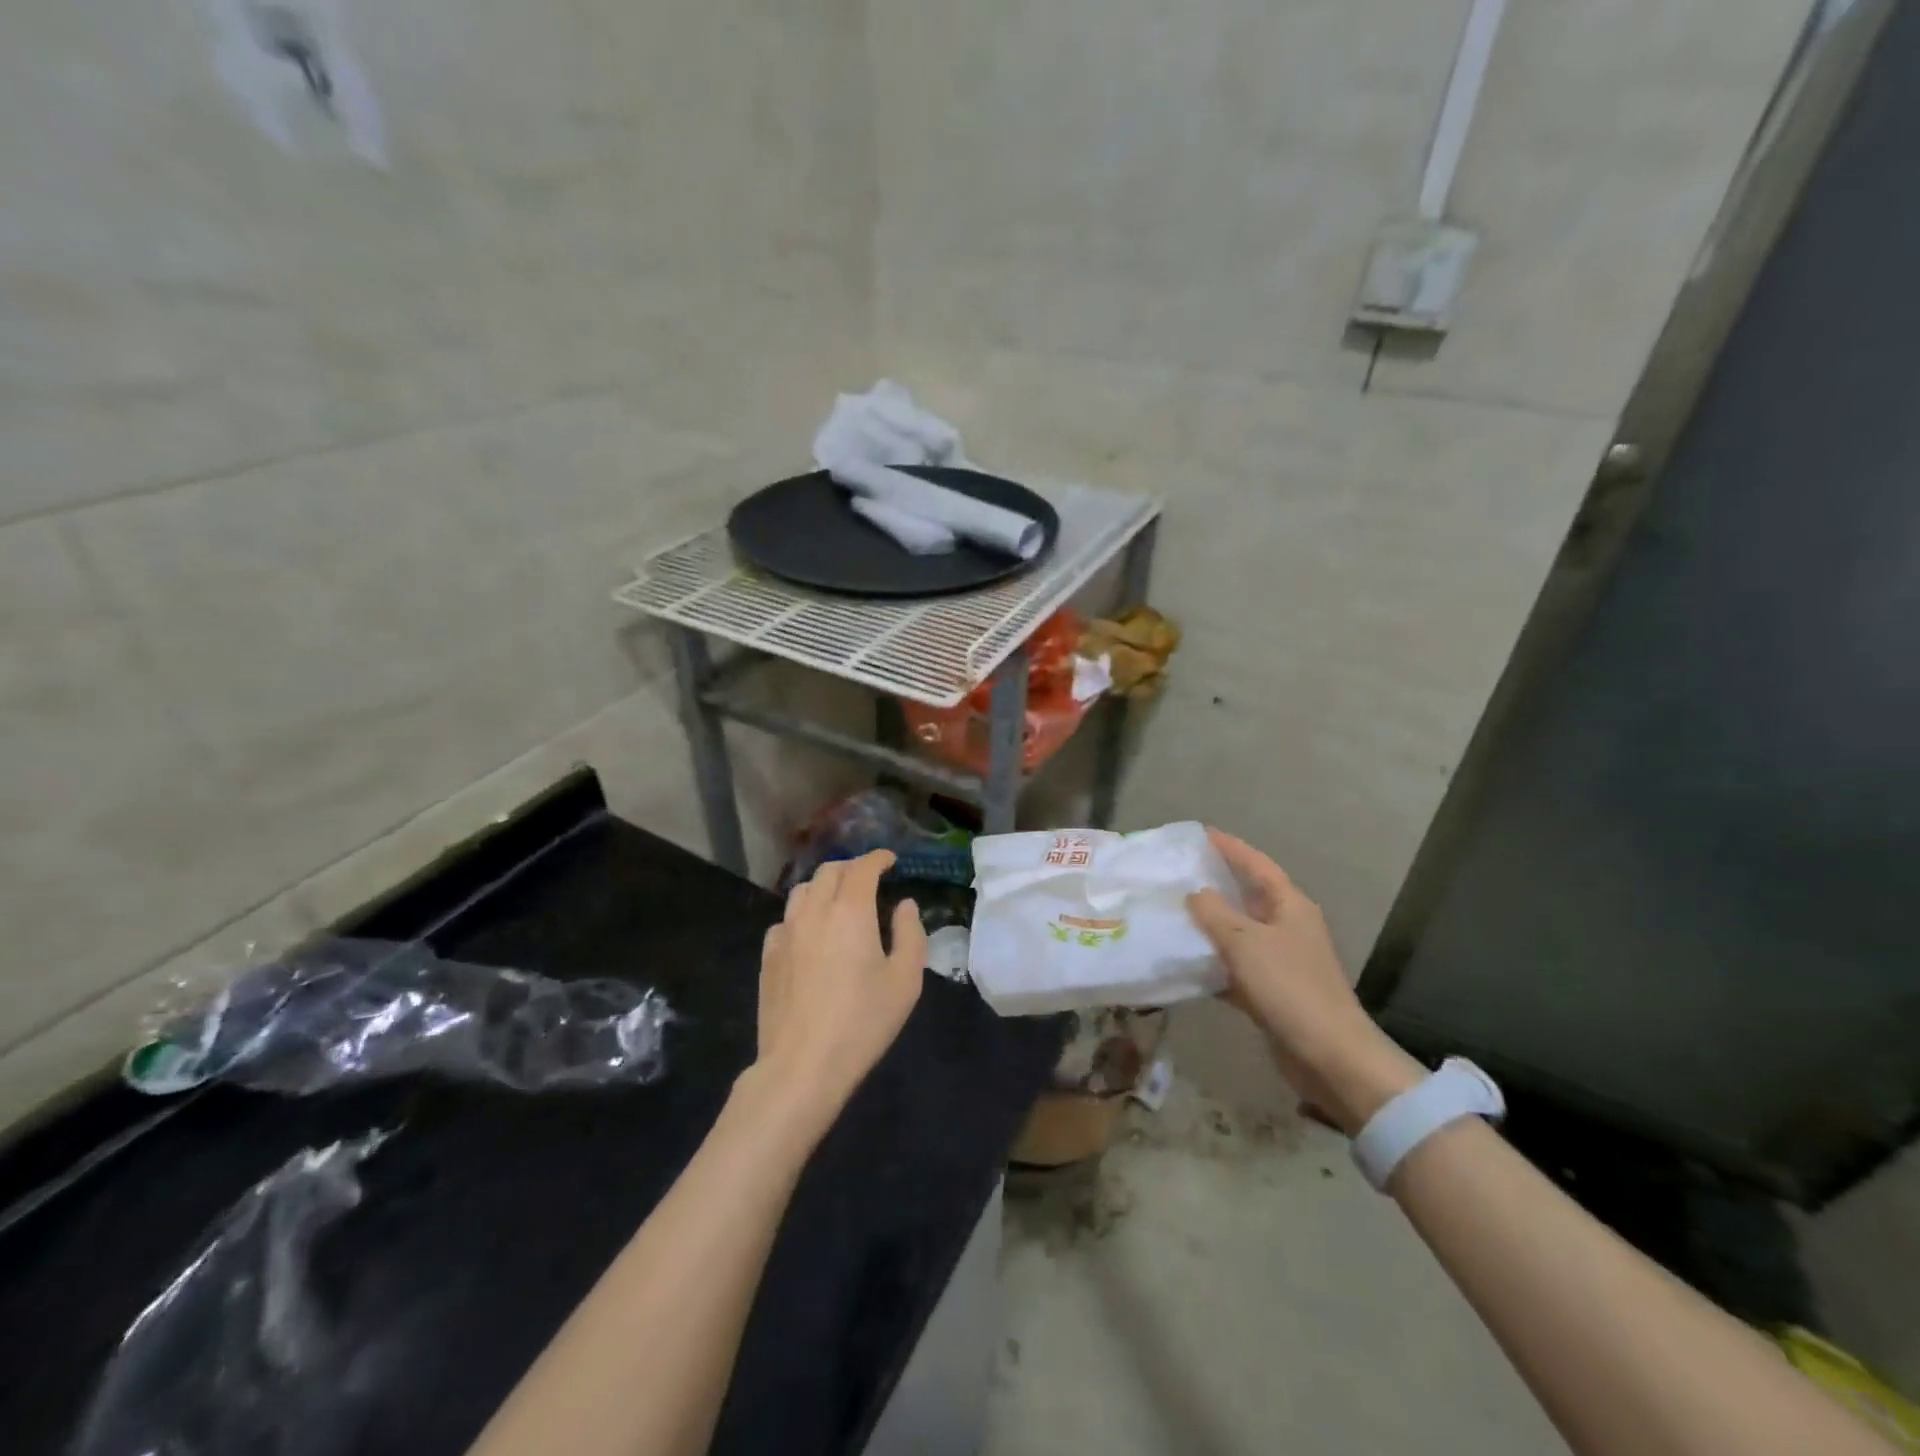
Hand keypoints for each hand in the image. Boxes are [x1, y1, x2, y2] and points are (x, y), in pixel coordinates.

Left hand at [748, 850, 926, 1137]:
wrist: (803, 1064)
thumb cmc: (863, 1021)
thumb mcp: (905, 980)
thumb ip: (910, 934)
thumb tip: (904, 905)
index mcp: (851, 910)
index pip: (862, 867)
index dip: (878, 858)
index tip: (890, 860)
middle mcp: (815, 911)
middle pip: (829, 871)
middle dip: (851, 867)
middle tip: (868, 878)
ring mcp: (786, 932)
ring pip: (802, 891)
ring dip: (823, 885)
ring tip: (838, 899)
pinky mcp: (768, 956)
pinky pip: (785, 920)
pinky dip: (802, 914)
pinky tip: (809, 933)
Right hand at [1187, 830, 1420, 1134]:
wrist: (1329, 1056)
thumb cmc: (1289, 986)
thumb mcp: (1244, 941)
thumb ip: (1214, 912)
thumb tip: (1195, 893)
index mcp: (1290, 906)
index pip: (1257, 864)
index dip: (1230, 848)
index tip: (1201, 834)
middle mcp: (1288, 928)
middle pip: (1247, 897)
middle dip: (1214, 885)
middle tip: (1177, 874)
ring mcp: (1281, 962)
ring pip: (1238, 934)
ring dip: (1209, 927)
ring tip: (1172, 914)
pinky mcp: (1272, 993)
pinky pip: (1235, 968)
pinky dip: (1213, 964)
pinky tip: (1185, 963)